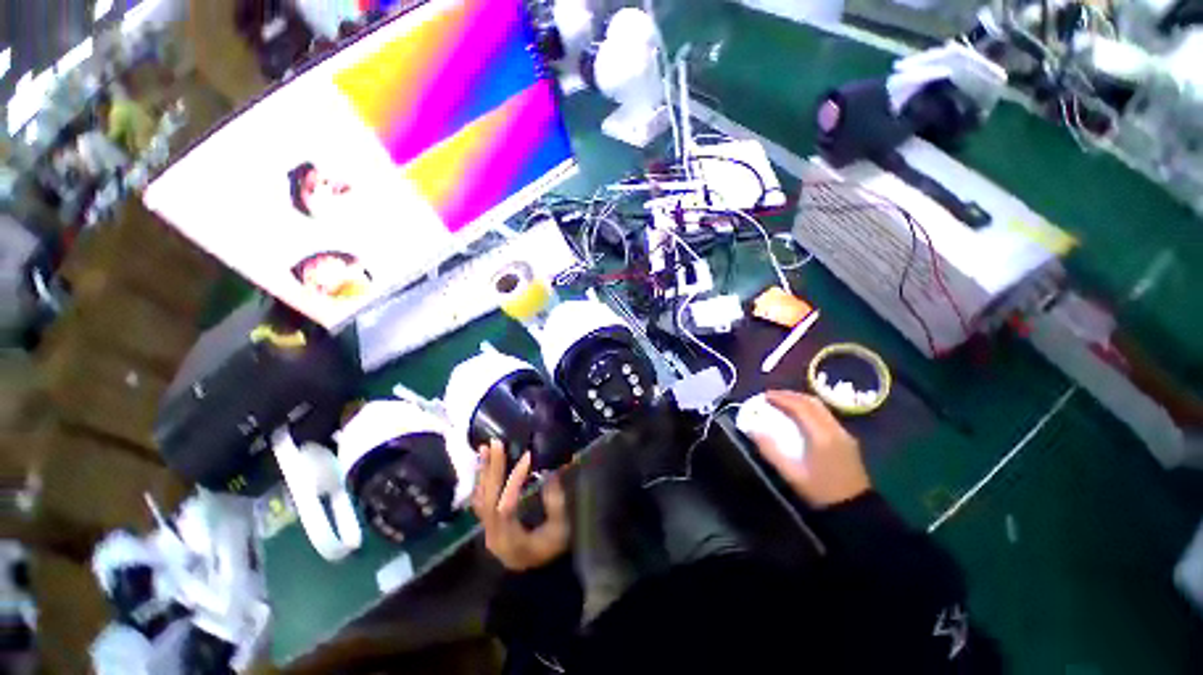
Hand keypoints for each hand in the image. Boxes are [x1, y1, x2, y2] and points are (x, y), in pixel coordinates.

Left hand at [471, 439, 569, 571]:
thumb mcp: (560, 531)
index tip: (528, 457)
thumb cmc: (551, 552)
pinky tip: (482, 465)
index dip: (515, 480)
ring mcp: (488, 530)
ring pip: (481, 498)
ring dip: (483, 471)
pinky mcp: (489, 525)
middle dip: (493, 468)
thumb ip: (555, 504)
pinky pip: (480, 501)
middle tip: (496, 443)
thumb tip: (550, 474)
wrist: (537, 578)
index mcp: (511, 539)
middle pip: (488, 498)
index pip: (506, 506)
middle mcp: (493, 534)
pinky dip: (481, 481)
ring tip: (484, 448)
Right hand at [749, 391, 871, 507]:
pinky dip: (810, 410)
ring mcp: (844, 434)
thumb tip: (753, 429)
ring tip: (783, 403)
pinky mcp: (847, 441)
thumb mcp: (791, 473)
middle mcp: (835, 429)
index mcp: (821, 435)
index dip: (781, 398)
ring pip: (821, 408)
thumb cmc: (820, 491)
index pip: (800, 407)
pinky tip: (801, 417)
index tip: (764, 396)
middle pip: (812, 402)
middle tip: (772, 397)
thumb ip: (770, 450)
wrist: (855, 511)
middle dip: (790, 396)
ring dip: (801, 401)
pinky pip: (826, 416)